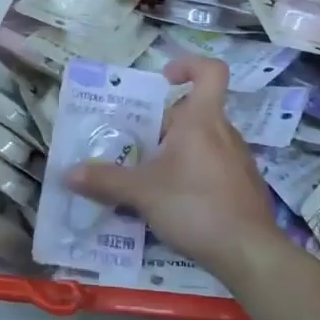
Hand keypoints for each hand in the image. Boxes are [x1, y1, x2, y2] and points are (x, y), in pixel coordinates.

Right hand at [66, 56, 289, 284]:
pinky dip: (195, 175)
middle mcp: (225, 132)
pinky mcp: (245, 187)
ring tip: (152, 179)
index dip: (189, 65)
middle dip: (165, 126)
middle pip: (195, 113)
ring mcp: (239, 160)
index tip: (165, 79)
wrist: (250, 253)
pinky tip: (177, 204)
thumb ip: (106, 180)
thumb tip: (69, 173)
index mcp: (202, 119)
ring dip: (178, 153)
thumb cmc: (195, 206)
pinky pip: (215, 167)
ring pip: (204, 142)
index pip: (210, 71)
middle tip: (137, 148)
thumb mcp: (143, 193)